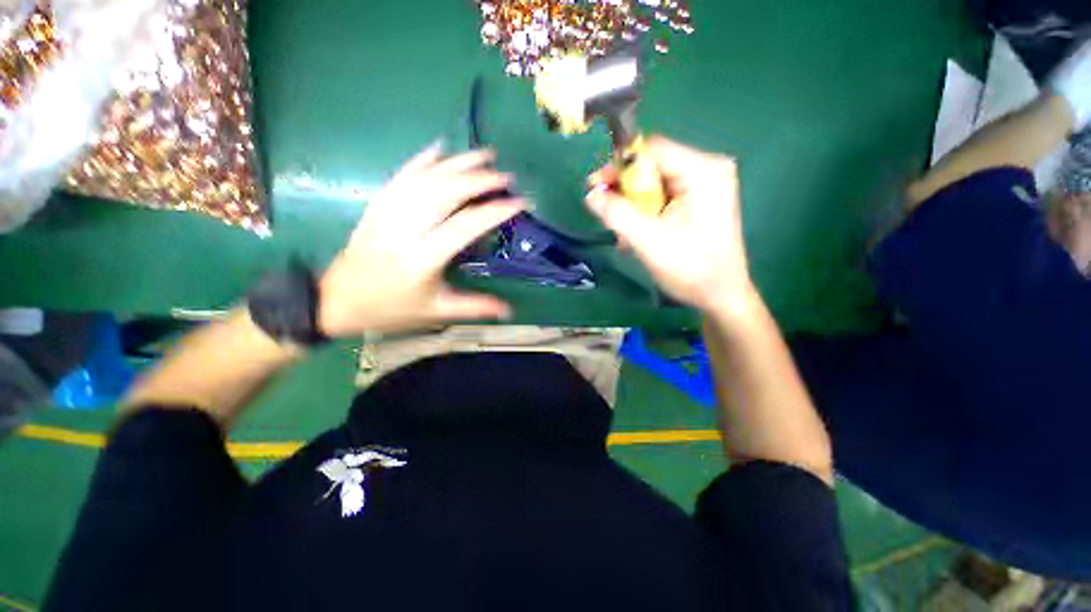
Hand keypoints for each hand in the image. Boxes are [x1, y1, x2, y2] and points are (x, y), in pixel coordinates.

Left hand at [318, 142, 524, 336]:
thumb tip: (510, 310)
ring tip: (485, 155)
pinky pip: (401, 176)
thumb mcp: (436, 311)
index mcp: (422, 258)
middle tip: (506, 177)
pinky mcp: (377, 205)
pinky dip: (422, 159)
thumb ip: (475, 307)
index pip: (466, 225)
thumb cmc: (392, 309)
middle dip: (479, 180)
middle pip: (445, 192)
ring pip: (425, 178)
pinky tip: (440, 148)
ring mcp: (388, 212)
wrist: (337, 301)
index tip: (519, 202)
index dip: (495, 211)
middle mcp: (404, 229)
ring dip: (457, 163)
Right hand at [585, 136, 755, 315]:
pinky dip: (646, 211)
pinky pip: (664, 195)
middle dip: (625, 189)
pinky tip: (637, 233)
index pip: (652, 149)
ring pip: (655, 182)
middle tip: (606, 211)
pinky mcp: (700, 199)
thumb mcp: (648, 241)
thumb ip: (617, 214)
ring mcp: (705, 184)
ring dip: (633, 205)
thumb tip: (591, 195)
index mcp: (702, 171)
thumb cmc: (690, 269)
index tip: (597, 187)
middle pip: (653, 165)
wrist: (720, 295)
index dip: (620, 165)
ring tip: (622, 232)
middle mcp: (707, 169)